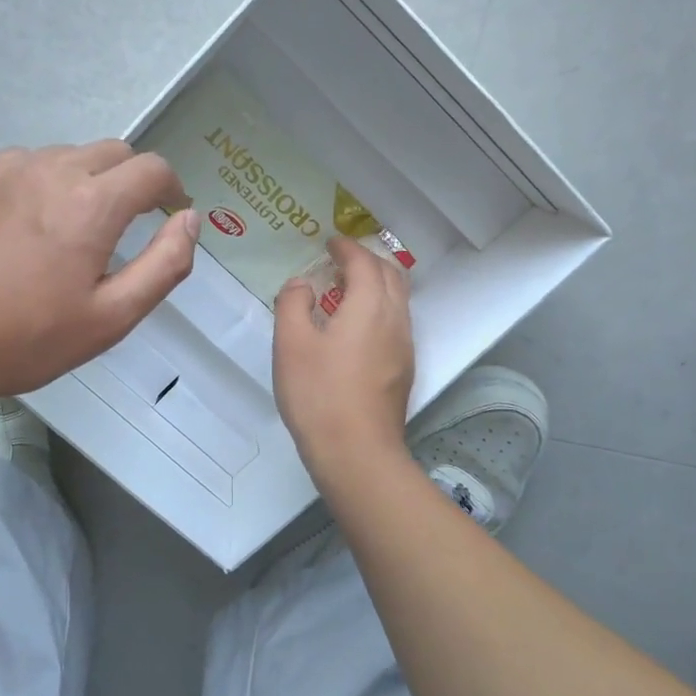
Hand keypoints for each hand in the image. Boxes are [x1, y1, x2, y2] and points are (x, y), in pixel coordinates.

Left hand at [0, 141, 198, 404]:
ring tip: (69, 230)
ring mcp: (4, 168)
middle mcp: (50, 169)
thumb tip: (189, 219)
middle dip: (131, 181)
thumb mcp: (113, 317)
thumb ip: (165, 264)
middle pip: (113, 153)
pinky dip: (42, 183)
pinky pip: (25, 164)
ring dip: (85, 181)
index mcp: (90, 204)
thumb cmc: (29, 339)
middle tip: (123, 226)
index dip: (171, 189)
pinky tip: (25, 227)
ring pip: (68, 155)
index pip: (152, 169)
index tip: (169, 213)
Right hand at [273, 236, 414, 482]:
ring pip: (399, 299)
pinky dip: (380, 308)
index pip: (364, 262)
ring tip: (348, 290)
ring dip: (377, 284)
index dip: (347, 248)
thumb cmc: (318, 393)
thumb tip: (302, 284)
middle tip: (341, 261)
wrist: (356, 452)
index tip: (330, 242)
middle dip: (368, 260)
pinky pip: (397, 322)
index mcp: (369, 305)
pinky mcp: (404, 369)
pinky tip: (357, 327)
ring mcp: (404, 346)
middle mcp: (395, 319)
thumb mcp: (290, 343)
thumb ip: (293, 303)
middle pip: (391, 274)